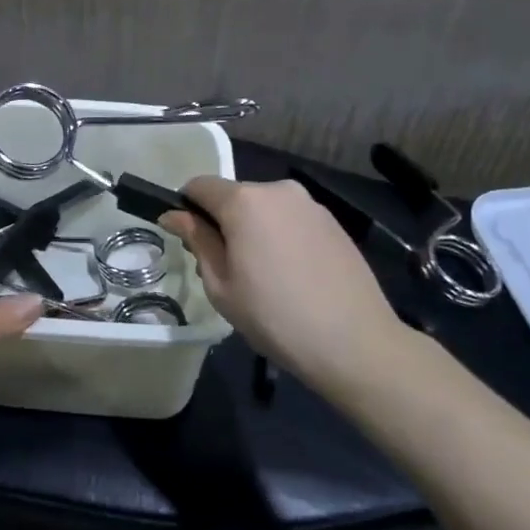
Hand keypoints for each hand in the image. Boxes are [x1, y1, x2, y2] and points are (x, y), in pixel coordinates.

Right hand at [161, 176, 403, 384]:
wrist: (355, 344)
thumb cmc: (275, 317)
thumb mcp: (221, 285)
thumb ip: (197, 241)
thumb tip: (174, 215)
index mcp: (244, 201)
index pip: (199, 185)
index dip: (186, 208)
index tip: (188, 240)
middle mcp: (277, 190)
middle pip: (234, 195)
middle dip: (222, 221)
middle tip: (226, 267)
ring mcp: (310, 204)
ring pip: (264, 207)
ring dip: (253, 228)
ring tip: (264, 274)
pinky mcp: (333, 222)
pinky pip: (291, 219)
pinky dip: (281, 236)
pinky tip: (292, 274)